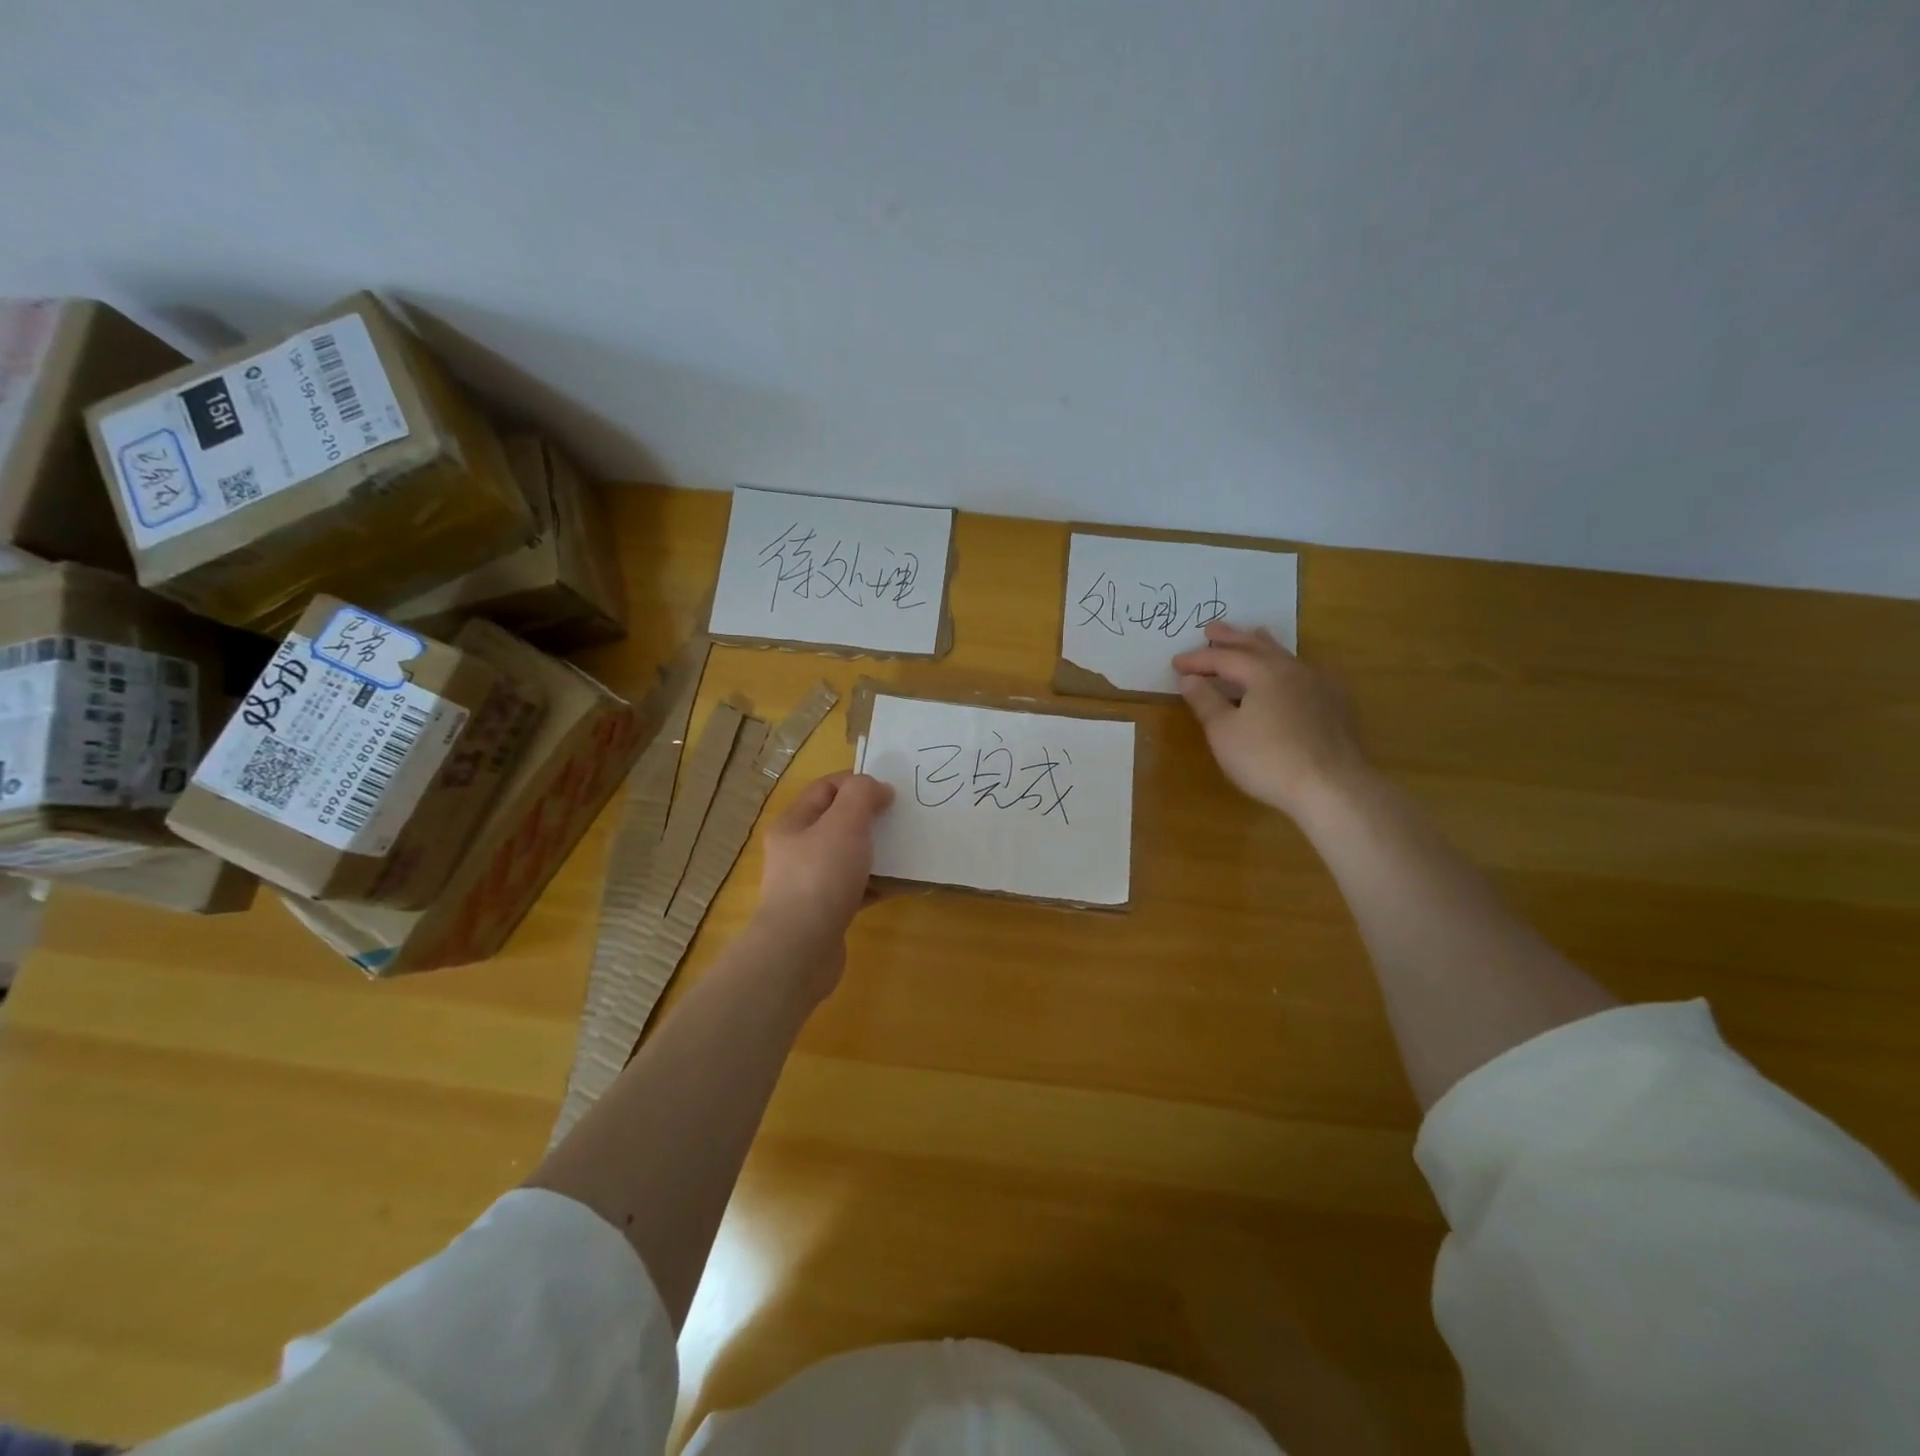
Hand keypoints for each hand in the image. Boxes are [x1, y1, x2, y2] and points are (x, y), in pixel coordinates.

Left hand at [756, 771, 893, 952]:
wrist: (801, 950)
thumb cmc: (821, 877)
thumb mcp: (844, 822)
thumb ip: (862, 795)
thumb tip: (877, 789)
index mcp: (794, 824)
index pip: (825, 788)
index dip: (857, 782)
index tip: (890, 791)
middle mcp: (797, 851)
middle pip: (838, 822)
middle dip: (870, 817)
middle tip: (902, 818)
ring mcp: (810, 884)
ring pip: (849, 856)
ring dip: (877, 851)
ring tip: (907, 849)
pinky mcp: (826, 912)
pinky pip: (856, 888)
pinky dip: (877, 883)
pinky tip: (900, 884)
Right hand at [1173, 623, 1368, 819]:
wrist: (1331, 786)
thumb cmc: (1267, 759)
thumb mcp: (1223, 732)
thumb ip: (1205, 701)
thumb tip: (1190, 678)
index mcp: (1263, 672)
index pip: (1224, 657)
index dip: (1197, 659)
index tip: (1175, 662)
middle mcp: (1293, 669)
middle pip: (1257, 646)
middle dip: (1232, 638)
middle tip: (1212, 629)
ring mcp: (1319, 684)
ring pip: (1285, 656)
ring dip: (1263, 645)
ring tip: (1254, 634)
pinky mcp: (1336, 704)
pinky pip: (1305, 672)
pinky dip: (1287, 665)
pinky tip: (1291, 672)